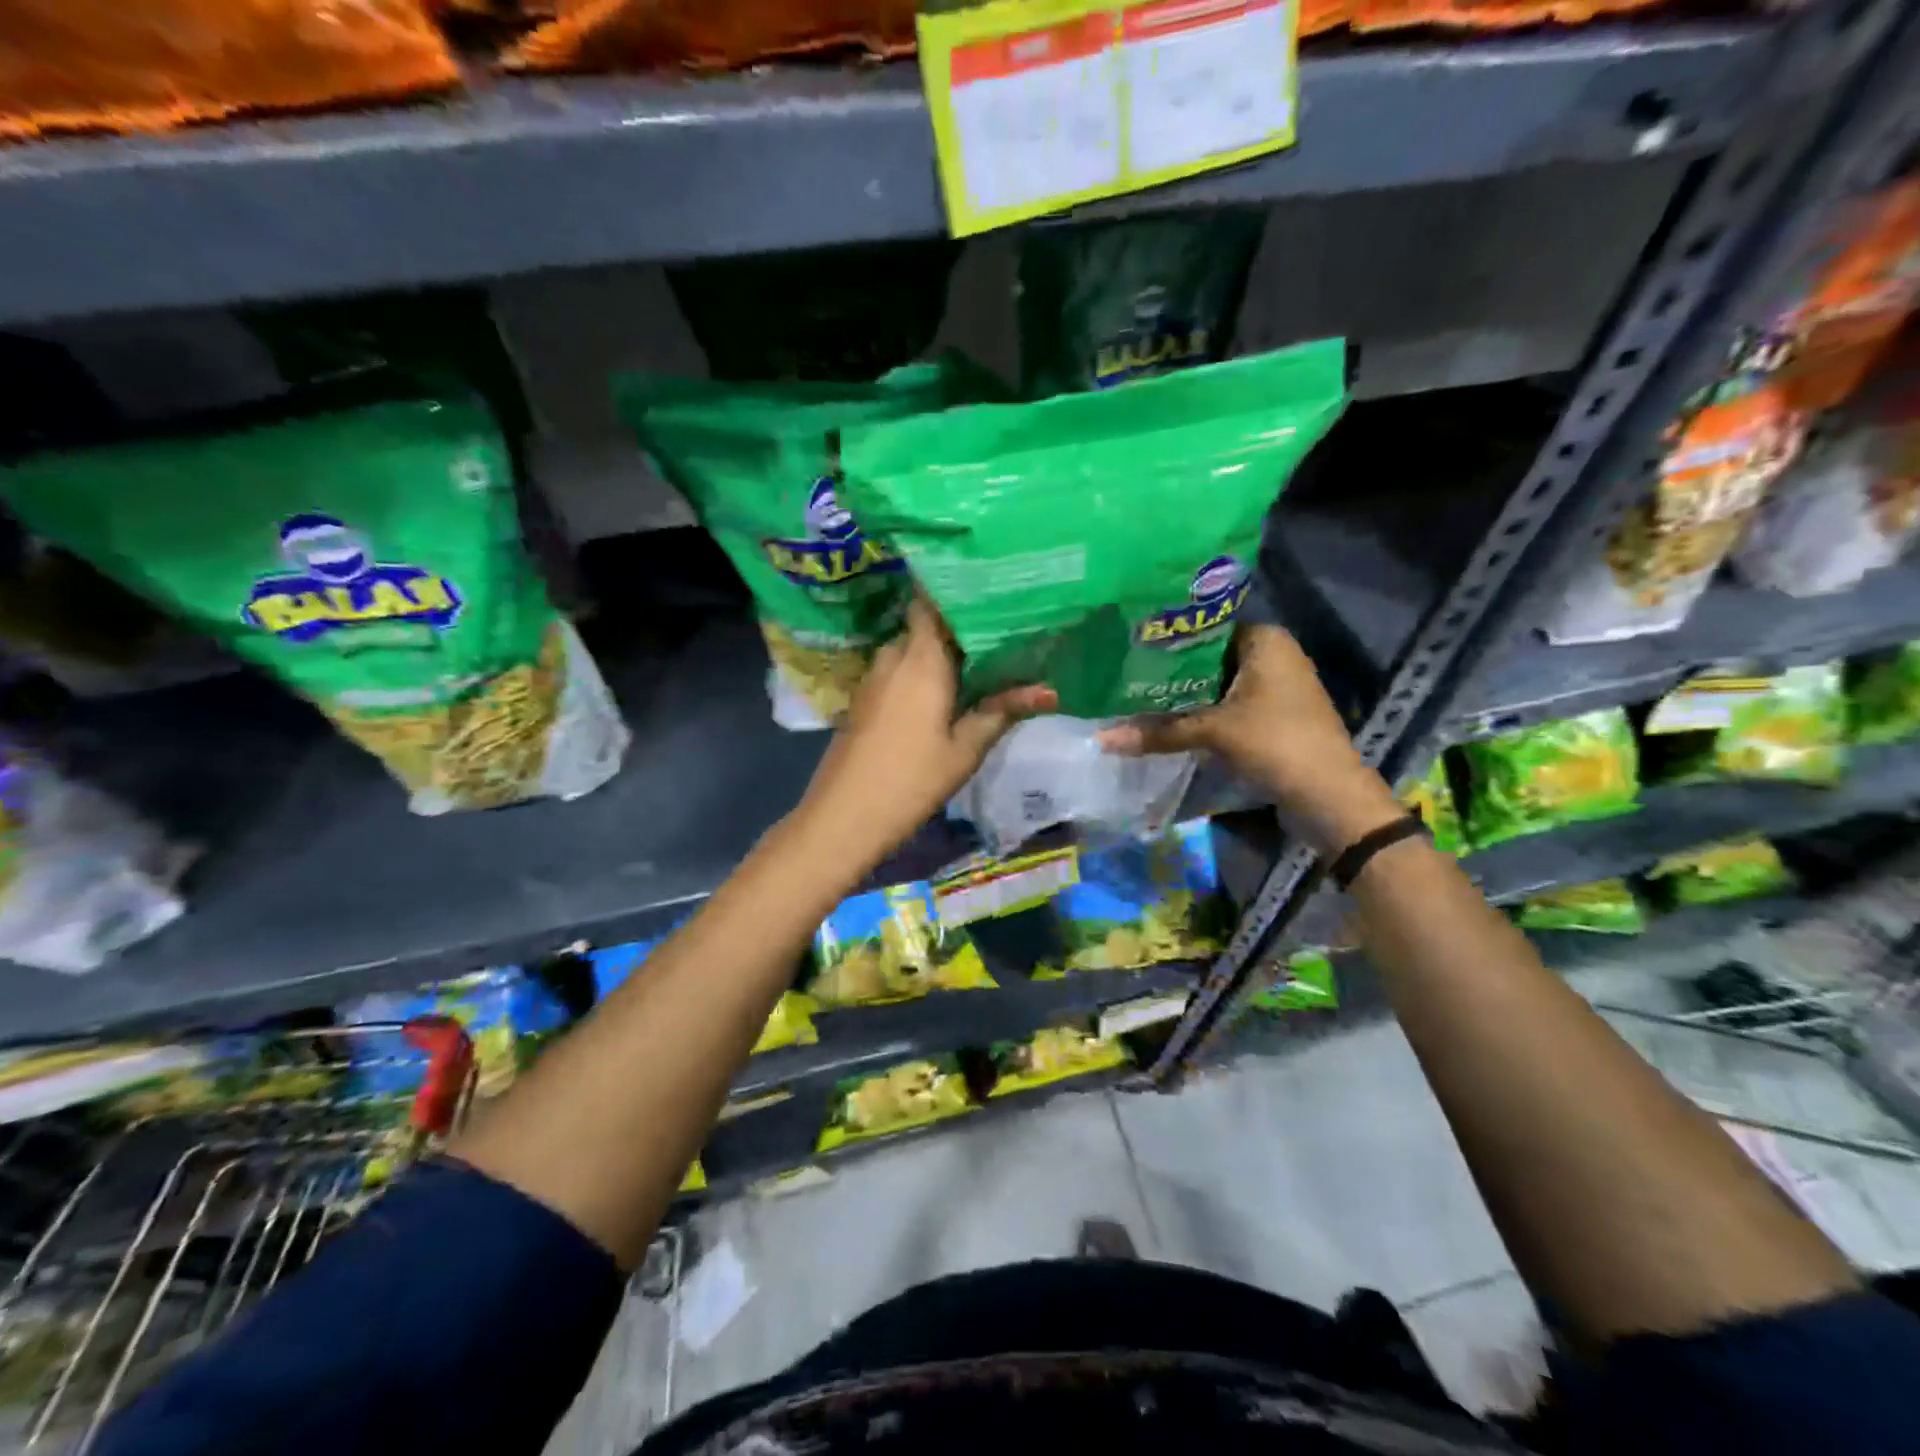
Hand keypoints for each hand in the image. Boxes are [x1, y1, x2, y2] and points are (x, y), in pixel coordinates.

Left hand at [790, 597, 1055, 873]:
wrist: (844, 815)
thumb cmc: (911, 779)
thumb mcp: (964, 749)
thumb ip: (1001, 711)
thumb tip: (1049, 690)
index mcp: (920, 659)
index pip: (931, 600)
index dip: (956, 589)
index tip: (989, 586)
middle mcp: (894, 656)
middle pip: (926, 624)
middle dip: (958, 624)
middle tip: (1000, 626)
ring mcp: (874, 677)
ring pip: (912, 649)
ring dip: (940, 650)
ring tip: (981, 656)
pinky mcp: (865, 698)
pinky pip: (899, 670)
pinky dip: (923, 670)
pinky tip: (948, 687)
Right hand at [1100, 623, 1400, 854]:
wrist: (1329, 796)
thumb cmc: (1276, 743)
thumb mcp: (1213, 733)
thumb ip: (1158, 732)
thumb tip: (1101, 740)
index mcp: (1265, 640)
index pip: (1204, 627)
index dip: (1166, 638)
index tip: (1128, 647)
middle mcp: (1271, 655)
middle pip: (1207, 658)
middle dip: (1169, 671)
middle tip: (1122, 674)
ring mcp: (1272, 687)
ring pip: (1214, 684)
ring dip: (1182, 695)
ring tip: (1133, 696)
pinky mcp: (1269, 716)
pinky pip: (1225, 705)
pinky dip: (1199, 713)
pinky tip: (1164, 721)